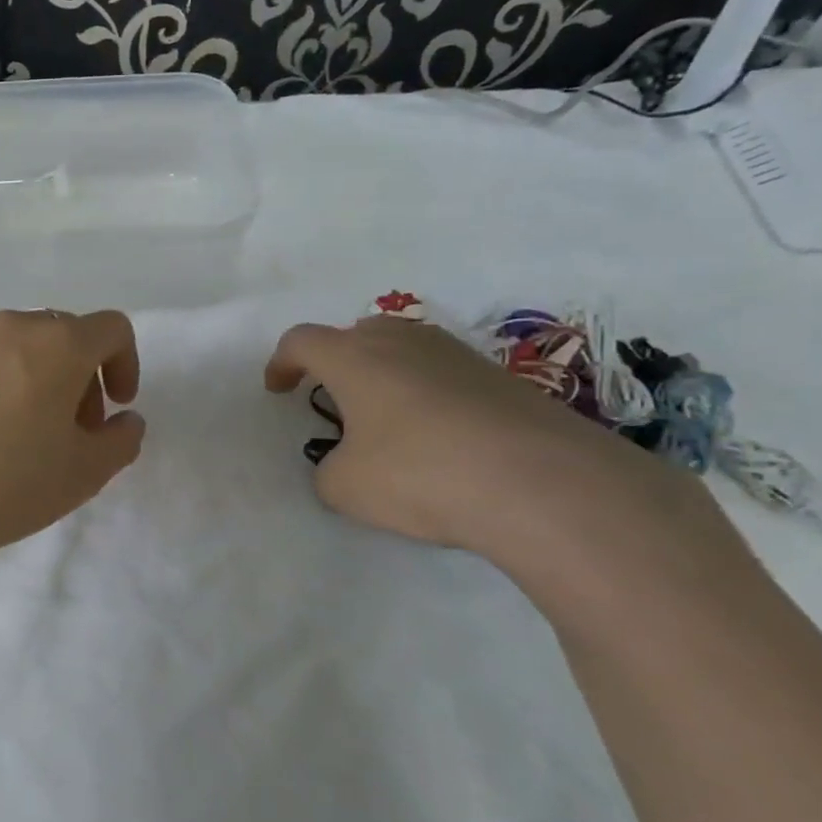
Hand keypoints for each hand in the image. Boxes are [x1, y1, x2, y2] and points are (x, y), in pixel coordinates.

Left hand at [0, 310, 145, 563]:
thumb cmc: (10, 482)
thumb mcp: (85, 472)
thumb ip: (122, 440)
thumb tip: (126, 421)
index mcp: (57, 344)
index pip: (112, 328)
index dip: (126, 364)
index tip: (117, 406)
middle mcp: (11, 330)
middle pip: (63, 336)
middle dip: (82, 376)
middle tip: (75, 429)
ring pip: (19, 350)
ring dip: (39, 381)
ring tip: (26, 437)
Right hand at [265, 318, 716, 569]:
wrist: (542, 482)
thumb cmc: (420, 473)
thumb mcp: (346, 488)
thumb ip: (329, 470)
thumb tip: (345, 464)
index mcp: (353, 358)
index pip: (301, 341)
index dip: (282, 363)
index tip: (279, 389)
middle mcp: (402, 342)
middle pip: (356, 333)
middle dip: (338, 361)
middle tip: (336, 400)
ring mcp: (456, 354)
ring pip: (405, 349)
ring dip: (386, 375)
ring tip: (389, 420)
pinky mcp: (501, 376)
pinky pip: (444, 373)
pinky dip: (428, 394)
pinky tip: (440, 435)